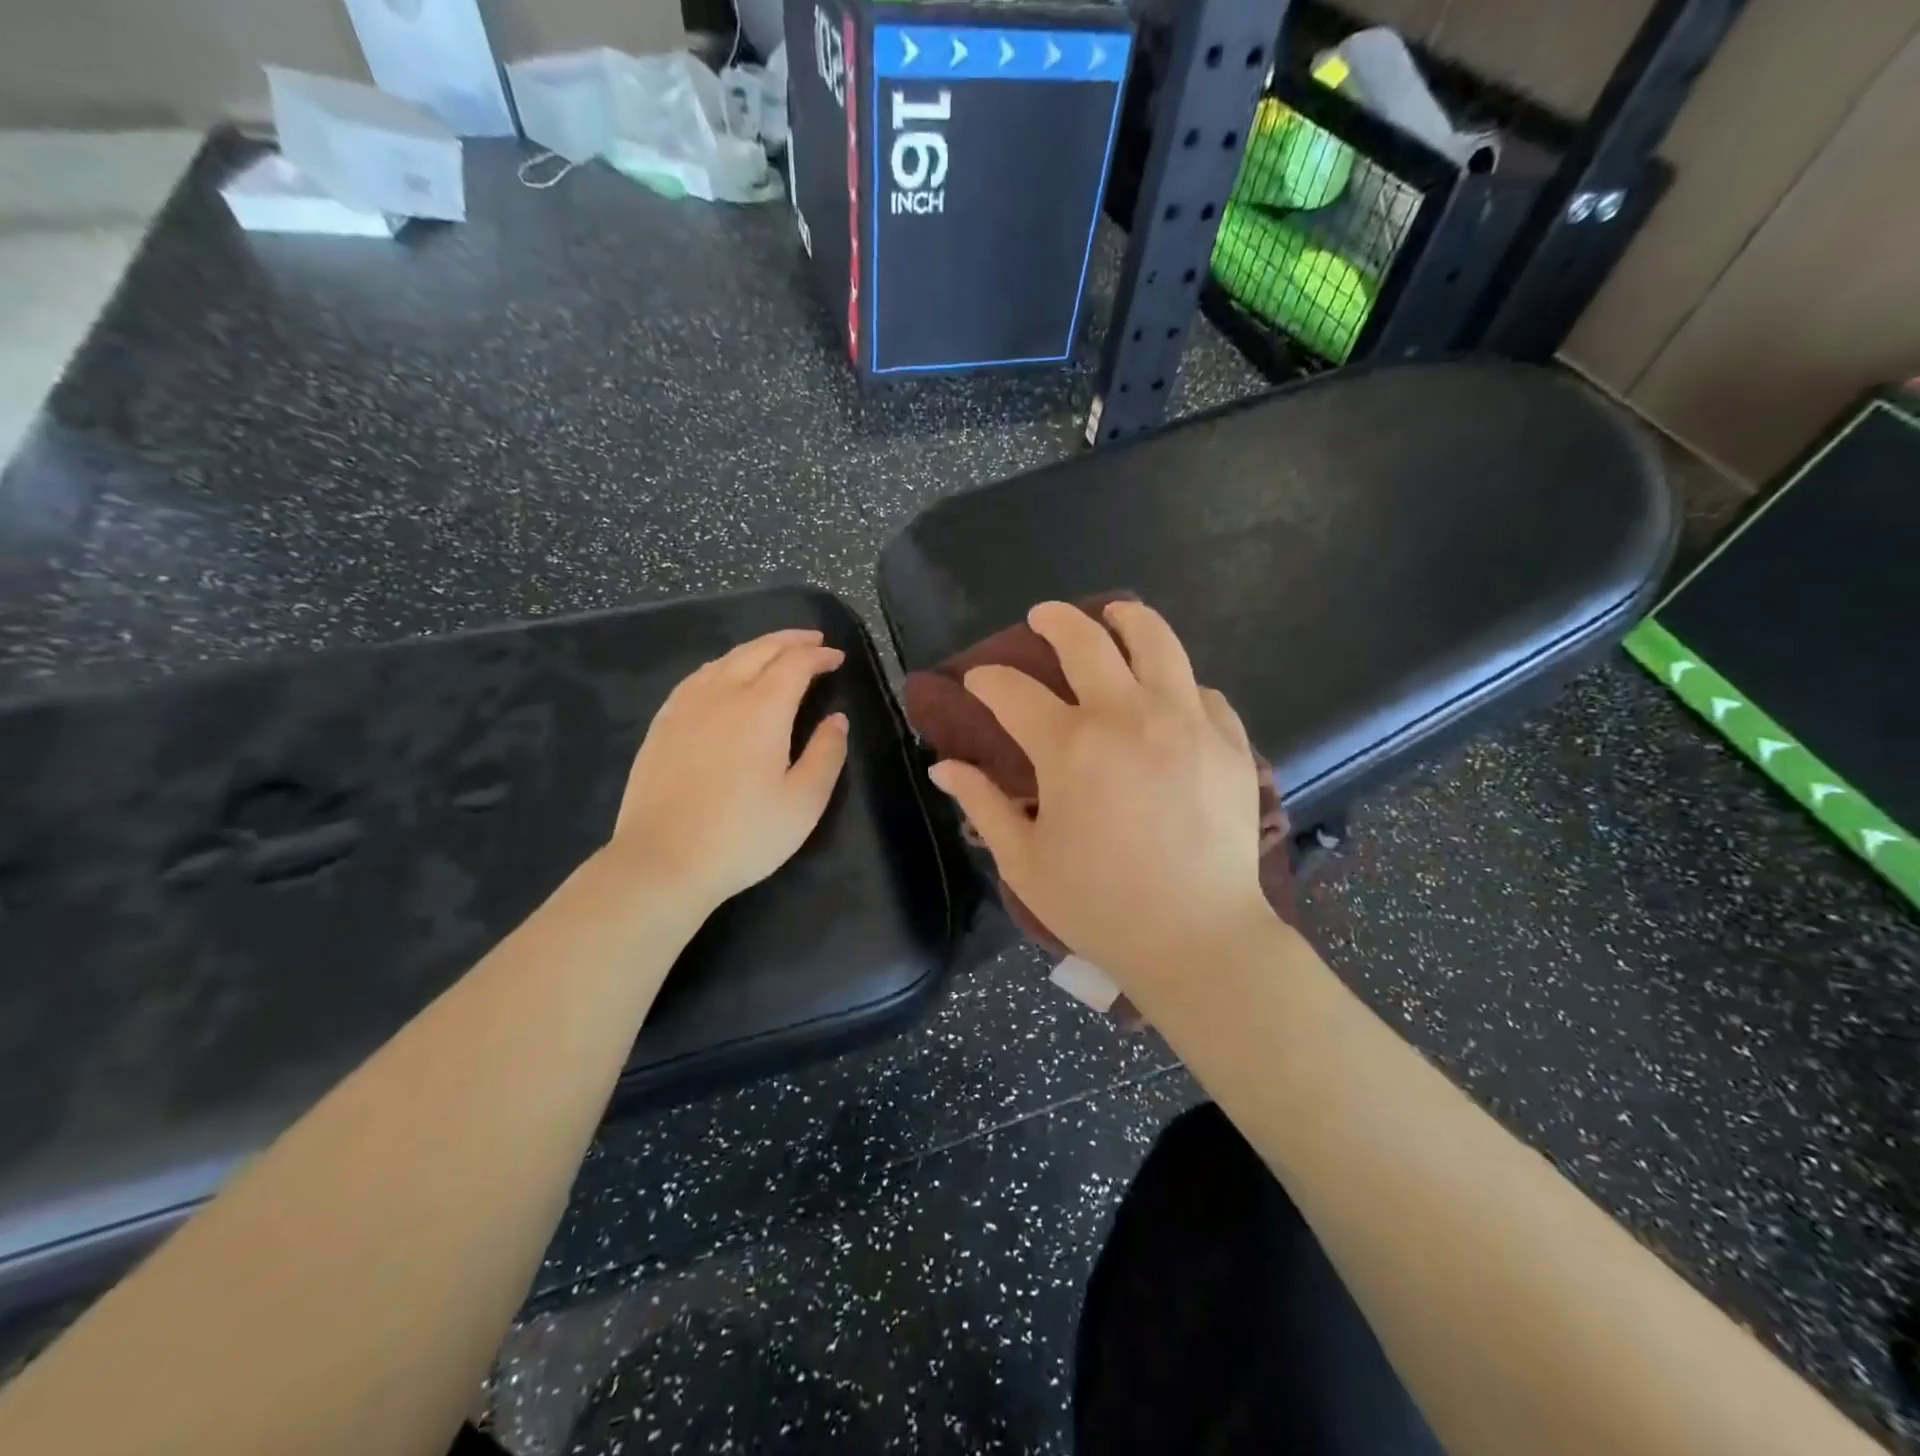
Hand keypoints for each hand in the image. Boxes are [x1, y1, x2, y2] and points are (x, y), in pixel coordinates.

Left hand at [610, 628, 848, 913]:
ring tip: (775, 653)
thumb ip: (827, 753)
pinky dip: (723, 665)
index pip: (795, 664)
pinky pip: (697, 677)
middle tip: (813, 641)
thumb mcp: (804, 802)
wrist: (662, 862)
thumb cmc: (744, 835)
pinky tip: (724, 677)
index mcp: (762, 709)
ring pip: (725, 660)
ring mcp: (686, 707)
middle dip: (789, 641)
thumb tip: (836, 719)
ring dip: (756, 649)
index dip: (819, 656)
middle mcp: (722, 694)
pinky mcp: (662, 724)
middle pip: (758, 651)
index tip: (837, 658)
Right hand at [926, 601, 1271, 995]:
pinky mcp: (1230, 743)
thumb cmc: (1100, 906)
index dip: (987, 681)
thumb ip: (983, 804)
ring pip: (1158, 642)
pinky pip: (1203, 692)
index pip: (1012, 691)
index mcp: (1070, 747)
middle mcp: (1129, 716)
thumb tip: (944, 767)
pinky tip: (1169, 696)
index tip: (978, 683)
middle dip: (1055, 621)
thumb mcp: (1025, 861)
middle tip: (1042, 618)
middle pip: (1086, 641)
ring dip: (1128, 620)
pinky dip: (1180, 684)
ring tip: (1115, 614)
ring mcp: (1187, 723)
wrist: (1198, 940)